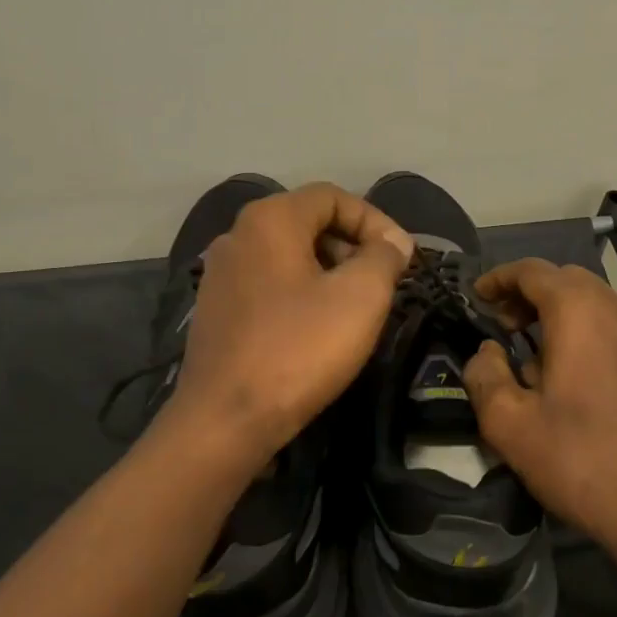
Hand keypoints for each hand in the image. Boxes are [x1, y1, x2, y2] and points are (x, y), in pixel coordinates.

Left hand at [166, 182, 412, 467]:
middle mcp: (238, 235)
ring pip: (288, 255)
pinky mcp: (215, 310)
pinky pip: (268, 284)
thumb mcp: (360, 297)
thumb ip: (384, 257)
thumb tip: (393, 242)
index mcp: (269, 219)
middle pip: (308, 222)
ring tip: (356, 308)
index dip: (375, 220)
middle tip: (383, 283)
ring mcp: (220, 274)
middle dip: (352, 246)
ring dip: (329, 272)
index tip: (401, 257)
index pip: (332, 196)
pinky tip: (317, 329)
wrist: (225, 419)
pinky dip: (300, 293)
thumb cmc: (298, 348)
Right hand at [461, 258, 616, 556]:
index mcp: (580, 313)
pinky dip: (603, 345)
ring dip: (570, 320)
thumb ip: (485, 375)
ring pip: (605, 310)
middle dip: (534, 296)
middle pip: (571, 282)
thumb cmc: (580, 462)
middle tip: (509, 328)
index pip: (532, 271)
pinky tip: (596, 388)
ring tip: (549, 363)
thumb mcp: (509, 425)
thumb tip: (488, 352)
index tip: (478, 298)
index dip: (499, 279)